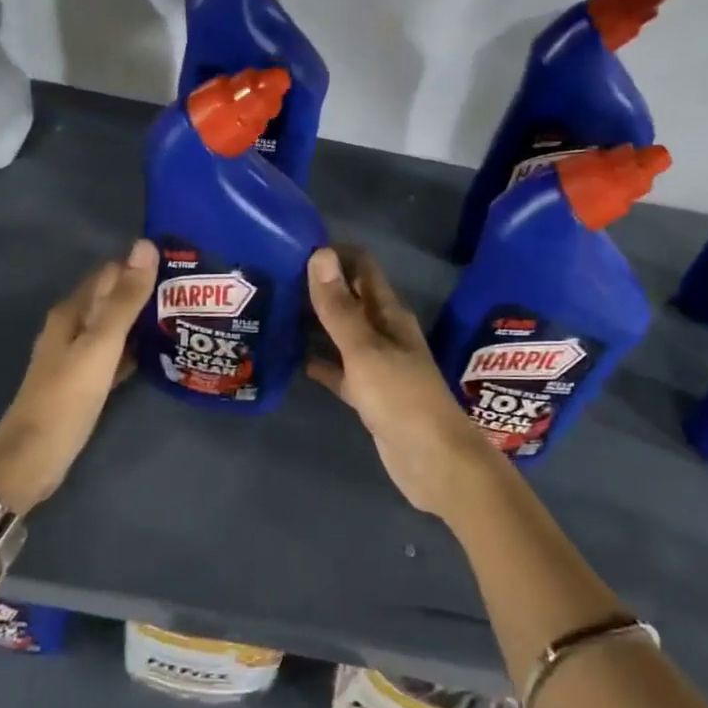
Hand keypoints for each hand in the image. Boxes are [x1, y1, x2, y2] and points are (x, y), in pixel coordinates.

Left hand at [0, 239, 158, 514]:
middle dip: (146, 293)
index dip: (142, 267)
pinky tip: (160, 354)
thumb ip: (125, 299)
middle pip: (113, 299)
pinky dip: (136, 350)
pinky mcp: (86, 382)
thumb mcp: (101, 343)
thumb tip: (145, 246)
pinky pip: (116, 355)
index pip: (111, 273)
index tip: (180, 267)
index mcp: (72, 312)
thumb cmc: (67, 395)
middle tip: (190, 294)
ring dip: (143, 321)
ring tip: (183, 318)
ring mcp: (78, 356)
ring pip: (116, 328)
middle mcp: (72, 327)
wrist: (34, 455)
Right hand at [304, 245, 504, 515]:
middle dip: (319, 287)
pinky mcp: (369, 395)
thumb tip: (320, 254)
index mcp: (389, 315)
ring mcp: (377, 365)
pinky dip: (321, 363)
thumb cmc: (401, 398)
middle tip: (275, 278)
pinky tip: (295, 360)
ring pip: (343, 334)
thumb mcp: (365, 349)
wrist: (433, 461)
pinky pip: (340, 370)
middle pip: (351, 299)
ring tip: (277, 312)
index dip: (335, 254)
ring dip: (316, 323)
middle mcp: (385, 333)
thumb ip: (340, 307)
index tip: (296, 245)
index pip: (363, 268)